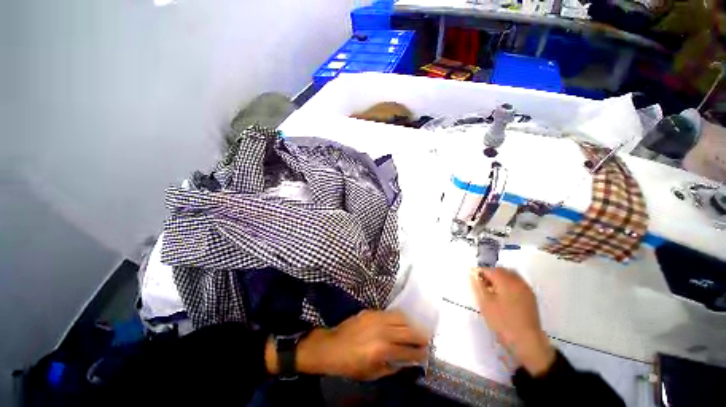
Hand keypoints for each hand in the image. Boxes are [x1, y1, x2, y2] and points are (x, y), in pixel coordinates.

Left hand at [266, 310, 428, 380]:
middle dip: (420, 336)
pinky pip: (390, 312)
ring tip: (416, 329)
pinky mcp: (372, 311)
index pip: (407, 351)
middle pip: (408, 331)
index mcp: (382, 351)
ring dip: (412, 323)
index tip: (426, 353)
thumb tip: (406, 361)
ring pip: (401, 317)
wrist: (332, 346)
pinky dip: (400, 317)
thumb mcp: (372, 374)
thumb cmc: (351, 365)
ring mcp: (377, 318)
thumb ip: (392, 368)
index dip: (419, 353)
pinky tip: (402, 321)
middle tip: (427, 339)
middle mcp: (382, 331)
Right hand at [470, 267, 555, 376]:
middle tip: (481, 286)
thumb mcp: (485, 303)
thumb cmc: (503, 322)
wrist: (527, 342)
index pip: (489, 269)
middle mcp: (518, 281)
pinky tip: (503, 298)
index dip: (478, 273)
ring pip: (510, 277)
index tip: (472, 282)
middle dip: (489, 275)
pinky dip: (507, 285)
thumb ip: (478, 285)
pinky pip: (516, 284)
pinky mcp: (530, 298)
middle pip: (501, 271)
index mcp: (506, 280)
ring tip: (491, 292)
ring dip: (499, 279)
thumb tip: (473, 272)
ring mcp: (526, 289)